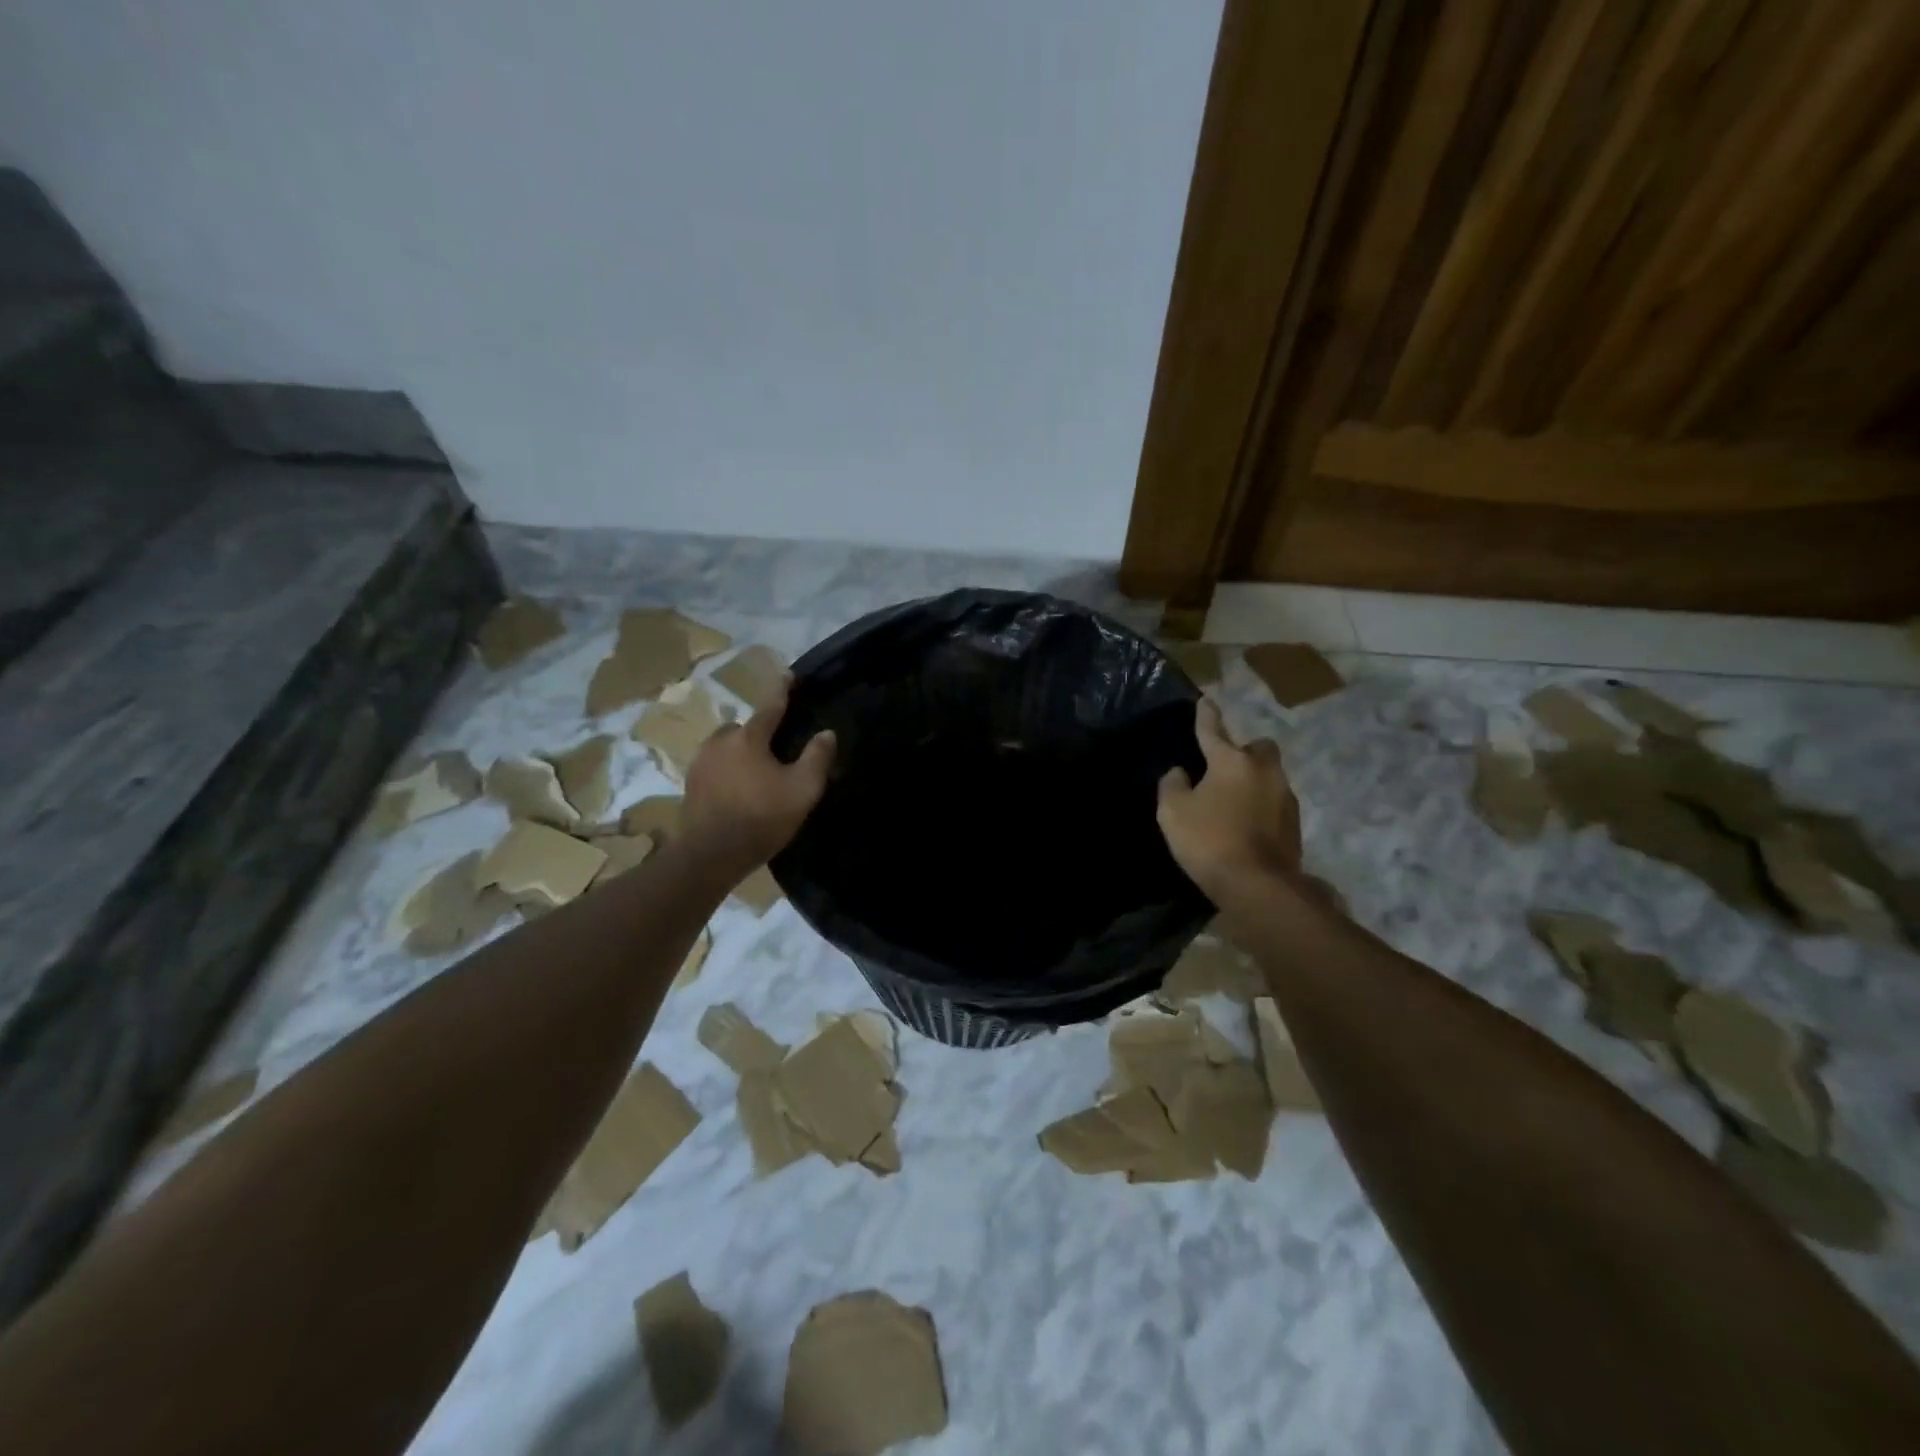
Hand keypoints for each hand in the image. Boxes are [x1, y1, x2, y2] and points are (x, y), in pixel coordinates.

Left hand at [682, 676, 834, 877]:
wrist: (710, 855)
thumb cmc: (761, 818)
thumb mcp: (802, 790)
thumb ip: (817, 758)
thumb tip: (827, 733)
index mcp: (749, 737)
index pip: (770, 705)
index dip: (782, 689)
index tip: (789, 674)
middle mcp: (720, 741)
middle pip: (744, 727)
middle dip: (759, 733)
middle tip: (776, 751)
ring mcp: (700, 762)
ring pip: (726, 746)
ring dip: (741, 752)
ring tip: (757, 774)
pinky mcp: (690, 784)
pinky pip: (715, 766)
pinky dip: (728, 771)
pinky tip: (738, 790)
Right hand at [1157, 698, 1300, 898]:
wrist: (1258, 885)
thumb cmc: (1209, 841)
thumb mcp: (1173, 813)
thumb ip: (1172, 785)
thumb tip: (1179, 772)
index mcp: (1231, 762)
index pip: (1213, 730)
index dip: (1206, 716)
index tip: (1205, 701)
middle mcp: (1263, 771)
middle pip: (1258, 747)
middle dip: (1244, 750)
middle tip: (1225, 766)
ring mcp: (1284, 796)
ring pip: (1269, 775)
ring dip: (1253, 780)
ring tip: (1233, 799)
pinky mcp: (1295, 823)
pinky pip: (1274, 802)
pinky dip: (1261, 805)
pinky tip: (1247, 823)